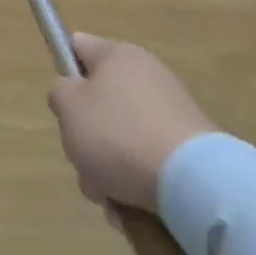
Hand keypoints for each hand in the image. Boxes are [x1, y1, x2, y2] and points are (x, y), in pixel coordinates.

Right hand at [47, 32, 217, 211]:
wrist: (196, 185)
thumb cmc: (119, 135)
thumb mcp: (68, 107)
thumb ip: (59, 92)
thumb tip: (72, 93)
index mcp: (117, 55)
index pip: (78, 46)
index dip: (65, 71)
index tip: (63, 105)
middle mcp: (148, 75)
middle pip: (100, 101)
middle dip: (86, 136)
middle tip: (83, 161)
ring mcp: (174, 113)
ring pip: (122, 137)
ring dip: (108, 167)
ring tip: (109, 197)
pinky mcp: (192, 150)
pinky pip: (150, 161)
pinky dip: (137, 182)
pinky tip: (132, 208)